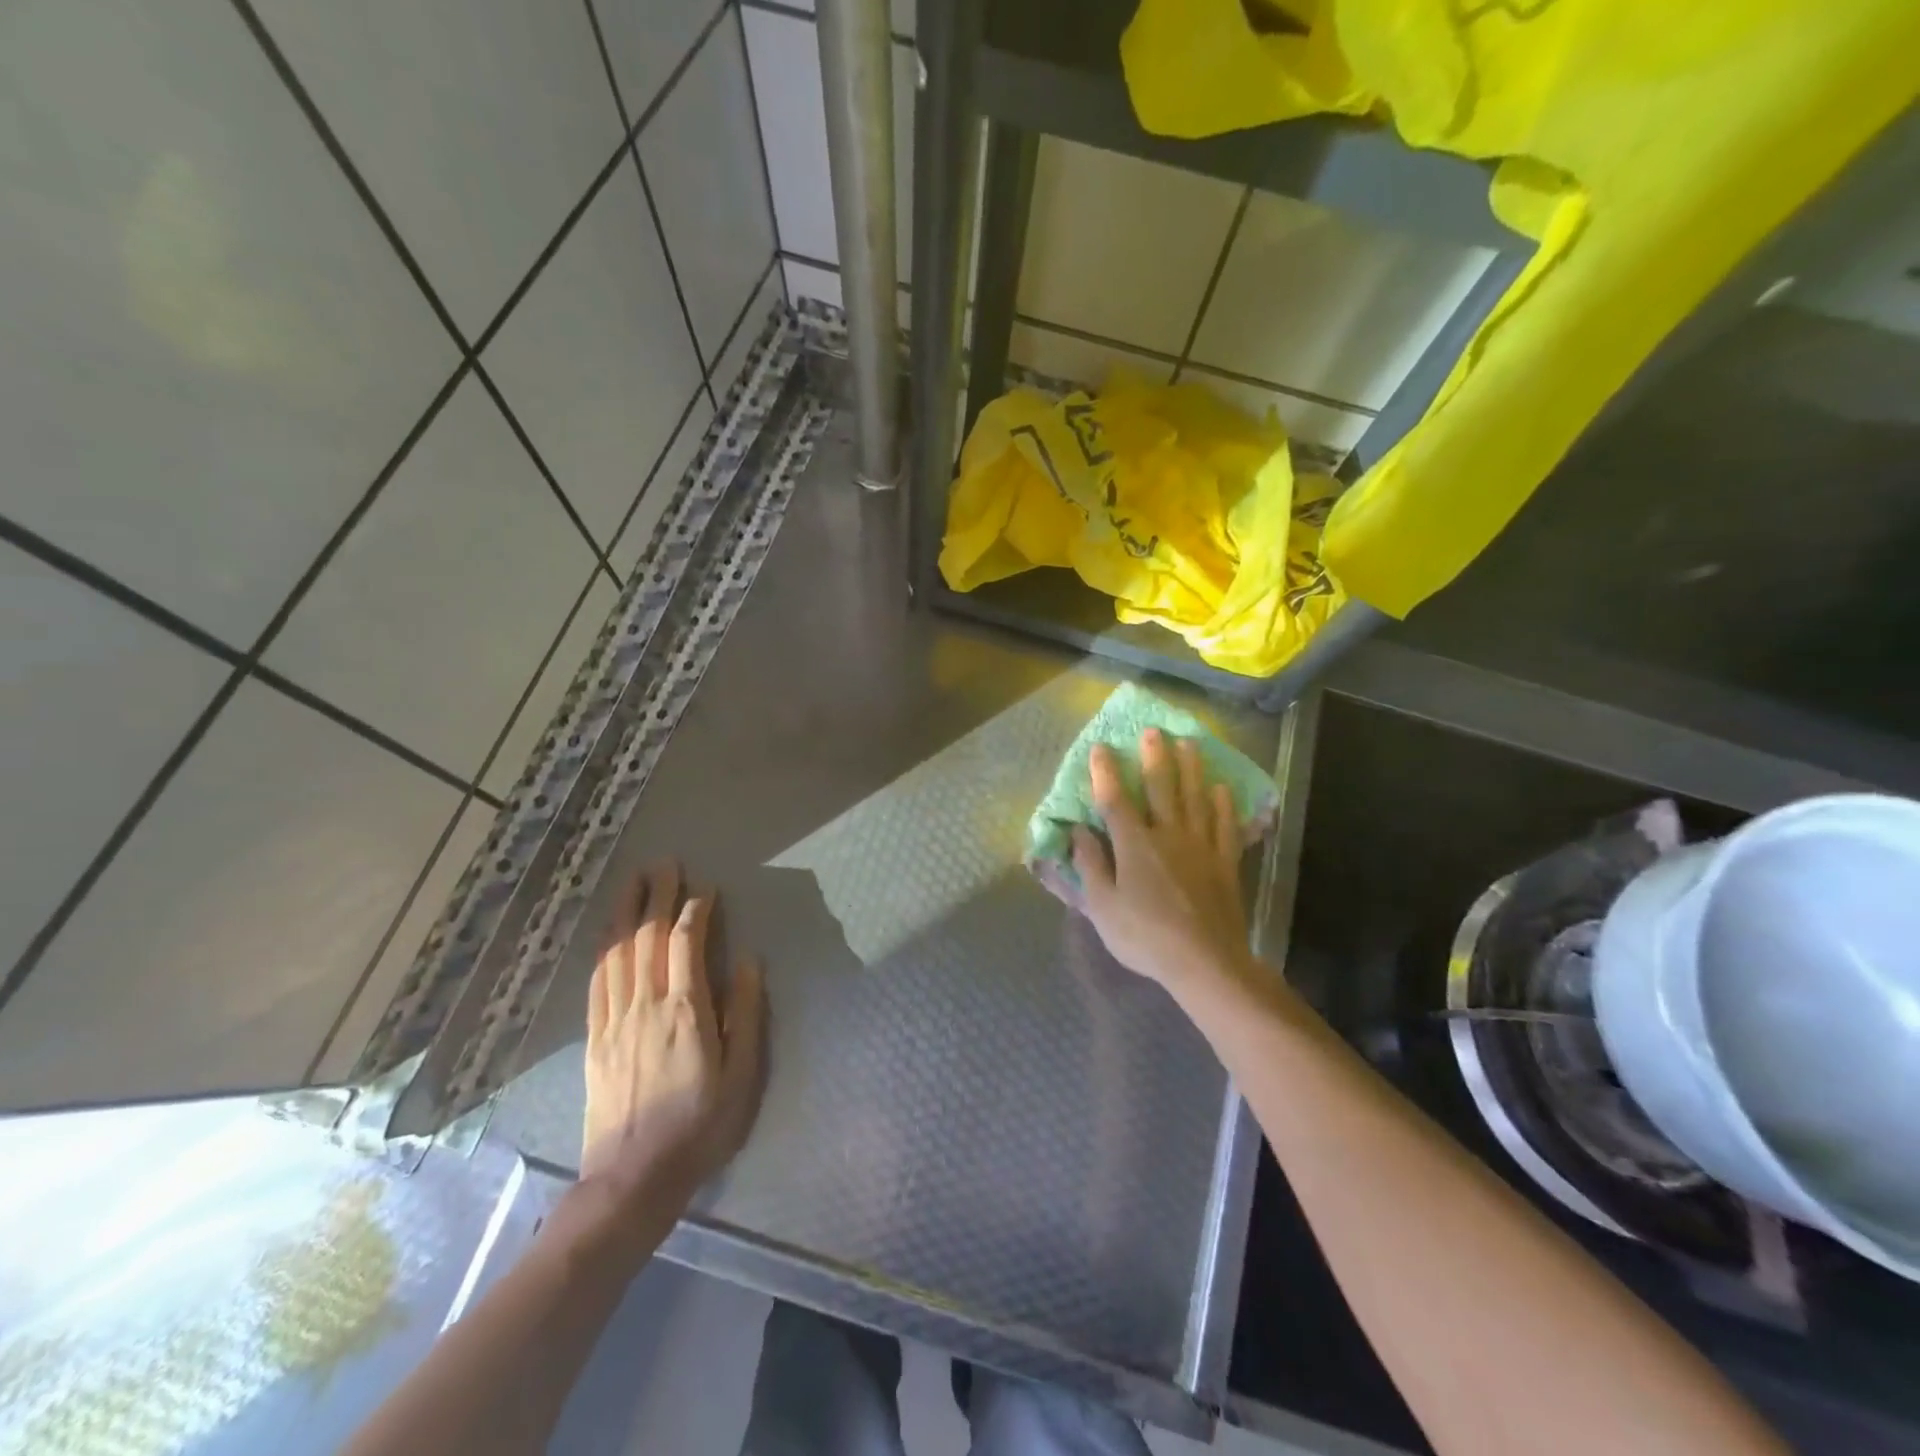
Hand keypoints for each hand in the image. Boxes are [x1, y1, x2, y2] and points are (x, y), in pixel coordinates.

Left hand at [580, 862, 766, 1219]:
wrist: (633, 1179)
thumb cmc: (701, 1126)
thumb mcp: (743, 1075)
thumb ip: (746, 1014)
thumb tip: (748, 961)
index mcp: (685, 1011)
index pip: (687, 944)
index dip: (696, 911)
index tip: (706, 890)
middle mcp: (646, 1005)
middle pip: (648, 937)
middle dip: (658, 896)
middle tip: (664, 863)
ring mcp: (614, 1021)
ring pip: (618, 952)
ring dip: (626, 911)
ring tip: (634, 881)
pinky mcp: (595, 1039)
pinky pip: (597, 982)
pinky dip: (604, 949)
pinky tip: (608, 935)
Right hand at [1071, 729, 1254, 999]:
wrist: (1204, 961)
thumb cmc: (1145, 937)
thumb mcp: (1103, 907)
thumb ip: (1091, 865)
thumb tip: (1079, 831)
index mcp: (1134, 844)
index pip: (1115, 800)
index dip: (1106, 772)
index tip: (1101, 747)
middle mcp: (1168, 834)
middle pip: (1161, 787)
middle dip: (1154, 757)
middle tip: (1154, 731)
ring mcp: (1201, 846)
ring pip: (1196, 797)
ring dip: (1191, 768)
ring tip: (1189, 744)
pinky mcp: (1225, 862)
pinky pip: (1225, 825)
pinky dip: (1224, 805)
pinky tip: (1222, 789)